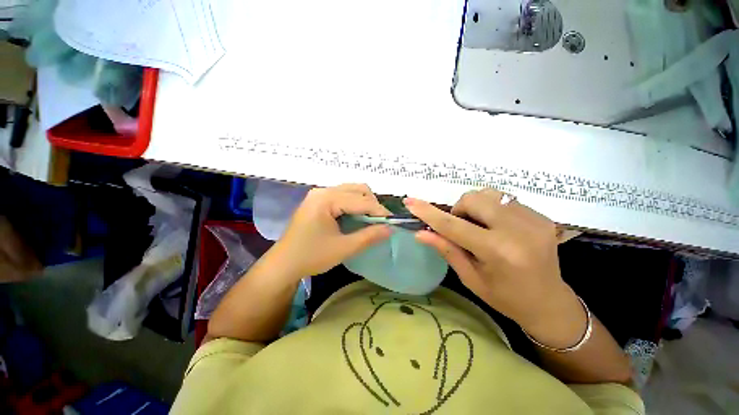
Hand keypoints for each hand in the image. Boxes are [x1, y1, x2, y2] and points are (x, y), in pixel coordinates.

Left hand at [268, 184, 391, 280]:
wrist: (283, 264)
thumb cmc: (311, 257)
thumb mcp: (343, 248)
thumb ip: (369, 236)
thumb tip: (390, 229)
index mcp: (326, 199)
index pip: (361, 200)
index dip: (379, 211)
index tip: (393, 222)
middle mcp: (322, 191)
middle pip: (357, 189)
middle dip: (372, 204)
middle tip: (380, 222)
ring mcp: (319, 194)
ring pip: (350, 191)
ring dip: (364, 203)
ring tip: (370, 220)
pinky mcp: (318, 201)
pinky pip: (342, 196)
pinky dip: (354, 205)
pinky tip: (356, 218)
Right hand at [404, 189, 585, 346]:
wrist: (550, 303)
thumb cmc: (505, 297)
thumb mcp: (470, 277)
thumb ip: (446, 250)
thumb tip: (421, 233)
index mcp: (498, 252)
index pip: (453, 225)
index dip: (428, 212)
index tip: (410, 202)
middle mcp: (518, 230)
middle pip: (473, 198)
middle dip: (459, 210)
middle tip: (462, 229)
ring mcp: (534, 219)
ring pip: (488, 194)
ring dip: (475, 207)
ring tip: (480, 227)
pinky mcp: (541, 215)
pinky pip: (504, 199)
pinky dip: (491, 209)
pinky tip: (497, 227)